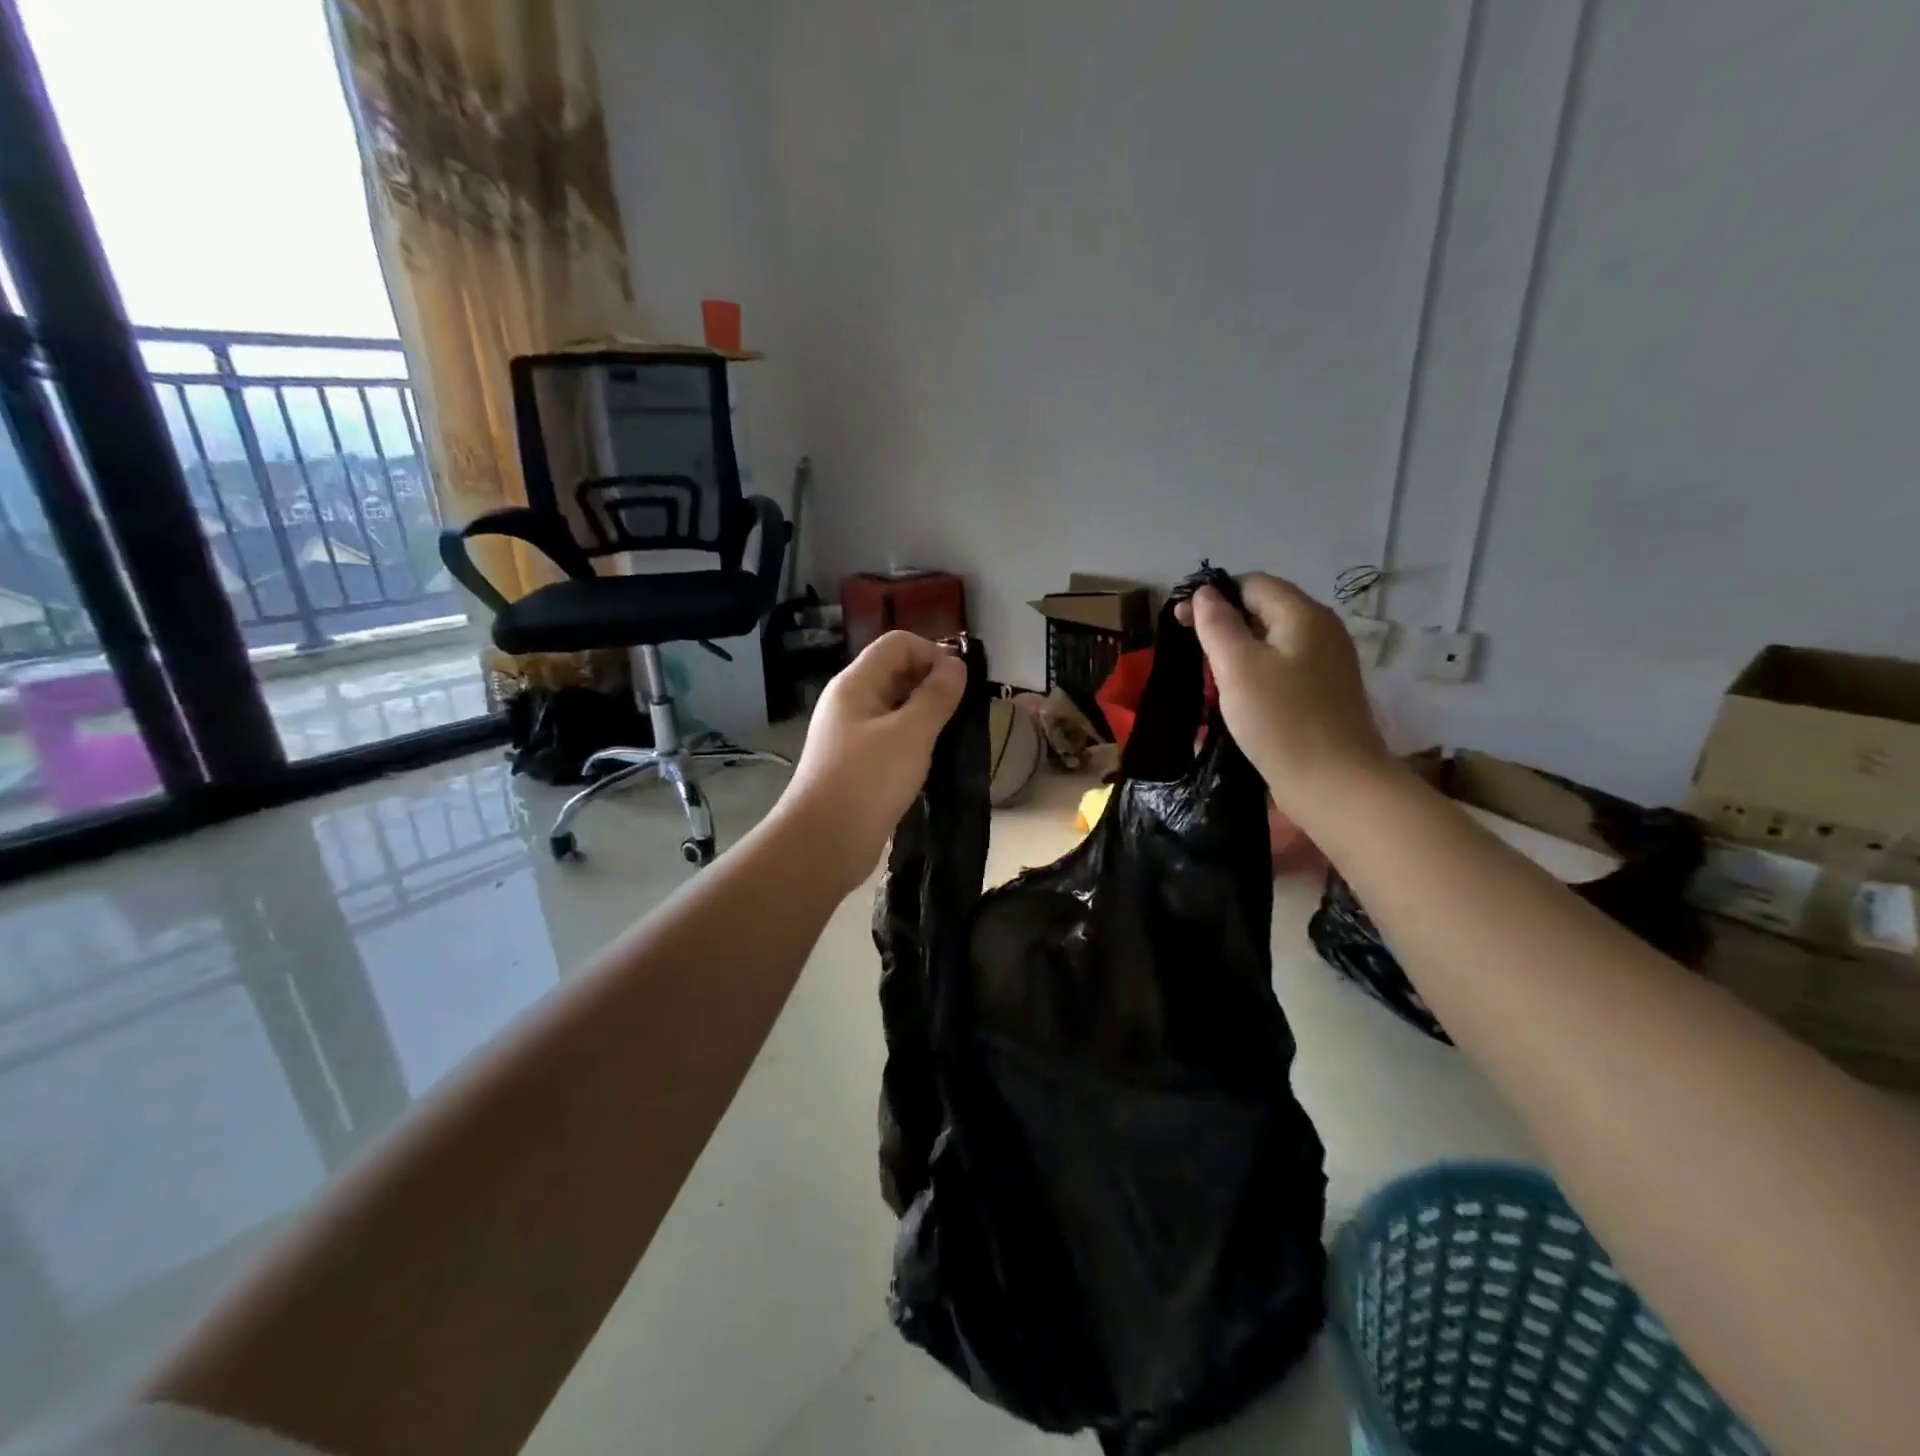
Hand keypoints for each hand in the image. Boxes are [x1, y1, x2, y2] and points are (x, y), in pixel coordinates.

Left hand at [773, 630, 967, 890]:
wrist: (823, 844)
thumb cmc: (867, 782)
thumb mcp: (910, 734)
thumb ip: (936, 696)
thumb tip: (956, 664)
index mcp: (856, 684)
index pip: (898, 644)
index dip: (933, 653)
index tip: (962, 685)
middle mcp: (851, 702)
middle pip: (897, 672)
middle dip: (933, 684)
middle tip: (963, 713)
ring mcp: (852, 734)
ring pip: (897, 708)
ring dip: (927, 715)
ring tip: (954, 737)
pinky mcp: (859, 764)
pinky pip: (892, 738)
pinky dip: (915, 741)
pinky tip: (934, 760)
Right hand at [1176, 573, 1392, 814]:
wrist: (1334, 783)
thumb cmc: (1280, 719)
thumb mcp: (1237, 666)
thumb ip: (1217, 624)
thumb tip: (1206, 592)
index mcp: (1303, 615)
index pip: (1253, 584)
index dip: (1214, 595)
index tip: (1180, 622)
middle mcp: (1322, 631)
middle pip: (1265, 610)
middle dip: (1224, 623)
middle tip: (1190, 651)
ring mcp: (1327, 664)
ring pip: (1273, 642)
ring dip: (1238, 651)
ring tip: (1209, 675)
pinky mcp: (1324, 694)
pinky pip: (1283, 669)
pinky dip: (1256, 673)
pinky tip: (1239, 697)